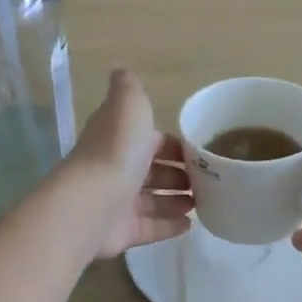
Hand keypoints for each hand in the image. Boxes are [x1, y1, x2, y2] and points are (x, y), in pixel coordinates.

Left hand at [64, 70, 193, 259]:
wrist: (94, 202)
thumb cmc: (117, 149)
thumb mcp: (128, 104)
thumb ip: (129, 88)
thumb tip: (121, 69)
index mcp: (119, 138)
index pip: (151, 140)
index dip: (174, 145)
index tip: (201, 152)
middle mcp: (116, 168)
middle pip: (153, 171)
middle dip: (178, 174)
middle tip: (208, 181)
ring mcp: (118, 202)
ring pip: (153, 200)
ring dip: (177, 200)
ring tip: (204, 203)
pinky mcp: (123, 232)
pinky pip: (151, 228)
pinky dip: (170, 226)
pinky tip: (191, 225)